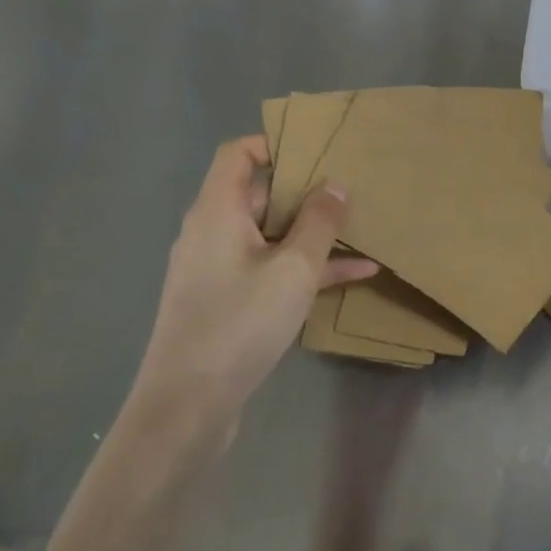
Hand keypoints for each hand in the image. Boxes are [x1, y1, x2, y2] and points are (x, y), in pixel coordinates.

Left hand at [130, 136, 377, 446]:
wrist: (187, 407)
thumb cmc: (239, 323)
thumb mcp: (294, 269)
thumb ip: (319, 222)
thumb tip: (336, 185)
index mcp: (217, 212)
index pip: (237, 154)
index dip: (274, 143)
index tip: (319, 147)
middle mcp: (213, 232)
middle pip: (260, 194)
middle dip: (307, 189)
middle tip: (353, 184)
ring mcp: (220, 269)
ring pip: (273, 235)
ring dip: (315, 232)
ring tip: (363, 227)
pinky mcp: (230, 301)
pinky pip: (273, 269)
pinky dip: (307, 267)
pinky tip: (357, 274)